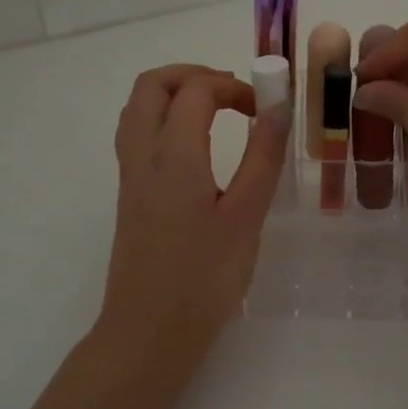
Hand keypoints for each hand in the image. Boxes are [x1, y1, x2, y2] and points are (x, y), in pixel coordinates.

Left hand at [98, 64, 289, 361]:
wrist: (148, 333)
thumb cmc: (203, 279)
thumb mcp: (245, 217)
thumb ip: (262, 158)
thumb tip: (278, 107)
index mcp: (173, 156)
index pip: (196, 90)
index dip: (233, 86)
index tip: (264, 109)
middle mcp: (142, 156)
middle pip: (151, 85)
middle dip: (193, 75)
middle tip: (232, 93)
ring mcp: (130, 176)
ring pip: (137, 108)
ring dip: (174, 94)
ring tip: (215, 112)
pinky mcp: (129, 197)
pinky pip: (137, 135)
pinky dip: (163, 119)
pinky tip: (195, 149)